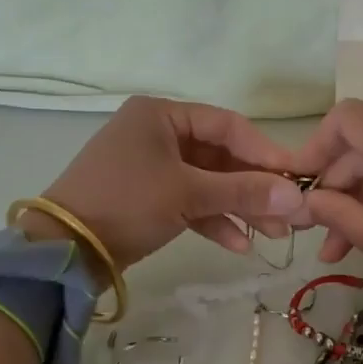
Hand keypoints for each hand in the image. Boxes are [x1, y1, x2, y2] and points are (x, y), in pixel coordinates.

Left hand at [34, 97, 305, 271]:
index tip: (297, 179)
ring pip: (206, 182)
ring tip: (272, 236)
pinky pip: (188, 201)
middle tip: (290, 216)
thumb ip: (242, 192)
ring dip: (238, 207)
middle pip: (219, 156)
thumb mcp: (186, 194)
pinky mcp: (147, 197)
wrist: (64, 248)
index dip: (264, 152)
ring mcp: (151, 166)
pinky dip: (212, 219)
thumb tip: (298, 197)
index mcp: (161, 115)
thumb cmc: (126, 203)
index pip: (227, 125)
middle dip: (254, 188)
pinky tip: (238, 245)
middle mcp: (157, 133)